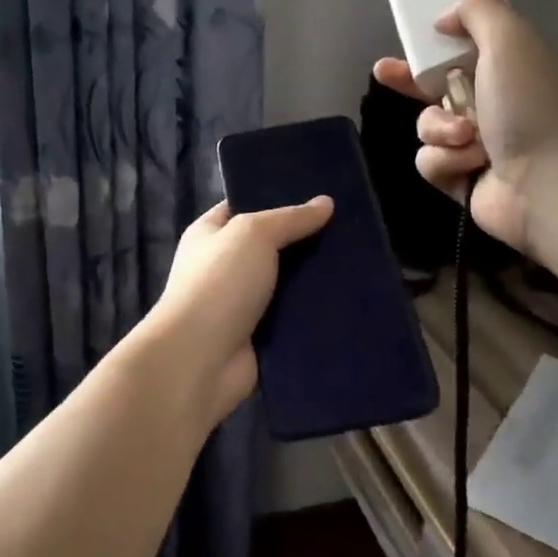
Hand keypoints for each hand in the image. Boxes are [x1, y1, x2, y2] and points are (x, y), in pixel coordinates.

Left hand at [148, 195, 334, 423]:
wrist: (200, 359)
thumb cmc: (219, 283)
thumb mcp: (254, 234)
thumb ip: (290, 218)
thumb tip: (326, 203)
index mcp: (209, 233)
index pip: (245, 206)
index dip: (277, 199)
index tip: (319, 196)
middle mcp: (221, 265)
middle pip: (269, 246)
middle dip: (303, 240)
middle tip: (348, 229)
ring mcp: (239, 303)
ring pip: (284, 283)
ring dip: (312, 279)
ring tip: (357, 264)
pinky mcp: (257, 336)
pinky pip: (290, 317)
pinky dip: (312, 313)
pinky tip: (346, 301)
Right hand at [373, 0, 557, 254]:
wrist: (546, 181)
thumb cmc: (528, 105)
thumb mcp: (509, 40)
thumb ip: (478, 11)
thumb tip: (446, 17)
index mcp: (507, 70)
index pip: (463, 49)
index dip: (434, 43)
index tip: (412, 38)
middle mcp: (491, 105)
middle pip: (435, 86)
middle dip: (408, 80)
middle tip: (384, 73)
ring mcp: (476, 145)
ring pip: (427, 125)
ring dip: (439, 128)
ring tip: (467, 137)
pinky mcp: (462, 179)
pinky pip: (430, 161)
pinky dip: (446, 161)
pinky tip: (470, 165)